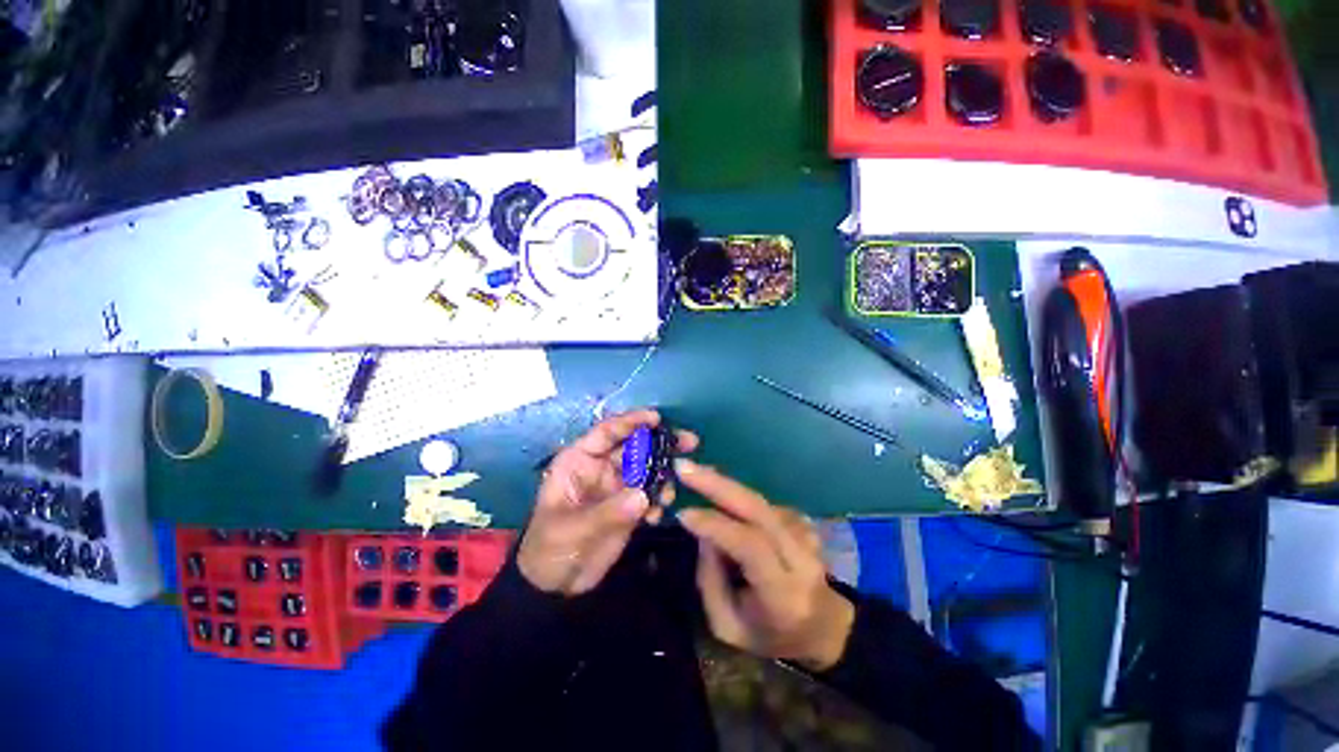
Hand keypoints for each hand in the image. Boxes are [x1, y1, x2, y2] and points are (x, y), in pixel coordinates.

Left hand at [517, 410, 697, 594]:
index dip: (631, 422)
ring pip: (646, 467)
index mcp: (579, 461)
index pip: (606, 432)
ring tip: (670, 492)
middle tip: (689, 441)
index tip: (657, 418)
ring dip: (663, 474)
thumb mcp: (572, 530)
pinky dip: (658, 498)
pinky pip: (650, 492)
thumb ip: (608, 512)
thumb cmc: (550, 549)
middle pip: (634, 446)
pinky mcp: (628, 504)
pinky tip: (658, 514)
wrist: (556, 586)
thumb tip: (643, 495)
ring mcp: (616, 485)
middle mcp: (600, 467)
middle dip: (660, 443)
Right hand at [676, 460, 854, 671]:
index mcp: (784, 594)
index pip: (751, 547)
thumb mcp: (729, 627)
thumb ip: (710, 582)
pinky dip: (736, 496)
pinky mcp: (802, 521)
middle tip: (684, 468)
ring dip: (723, 485)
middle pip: (758, 509)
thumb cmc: (771, 635)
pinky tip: (718, 493)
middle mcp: (800, 558)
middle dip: (717, 484)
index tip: (683, 514)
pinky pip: (761, 503)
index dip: (716, 526)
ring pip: (758, 500)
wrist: (824, 626)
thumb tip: (702, 534)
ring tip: (693, 475)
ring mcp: (805, 535)